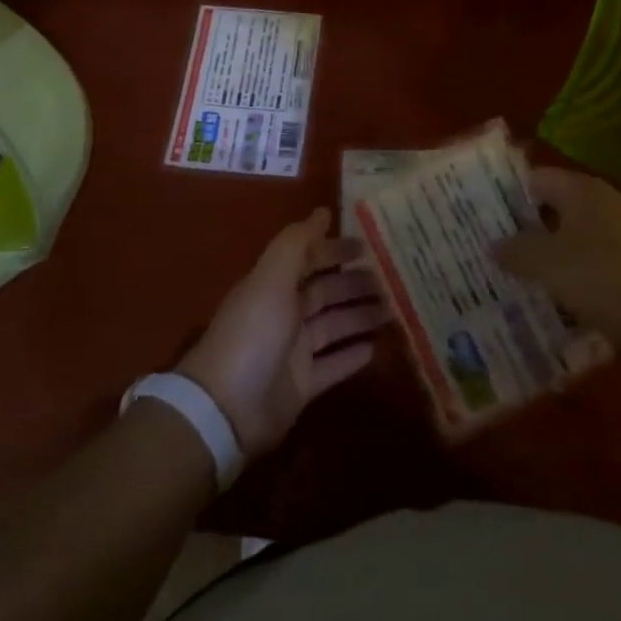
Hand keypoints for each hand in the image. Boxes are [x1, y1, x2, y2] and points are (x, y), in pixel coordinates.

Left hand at [176, 210, 389, 456]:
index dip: (334, 250)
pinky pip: (334, 365)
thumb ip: (297, 243)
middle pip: (325, 292)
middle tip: (389, 279)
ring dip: (360, 316)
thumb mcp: (272, 277)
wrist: (227, 408)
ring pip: (334, 326)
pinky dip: (353, 356)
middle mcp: (284, 314)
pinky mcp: (302, 386)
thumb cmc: (253, 332)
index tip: (367, 246)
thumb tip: (323, 212)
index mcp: (274, 285)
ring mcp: (293, 352)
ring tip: (392, 310)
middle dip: (353, 283)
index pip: (309, 259)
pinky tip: (377, 348)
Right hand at [495, 167, 620, 356]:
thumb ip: (517, 251)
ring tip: (505, 286)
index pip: (530, 180)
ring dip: (542, 265)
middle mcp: (599, 208)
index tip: (472, 218)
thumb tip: (493, 244)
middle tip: (481, 256)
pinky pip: (588, 273)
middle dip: (517, 235)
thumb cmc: (612, 279)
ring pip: (567, 246)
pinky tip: (547, 311)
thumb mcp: (552, 264)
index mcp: (580, 192)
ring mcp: (618, 241)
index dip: (500, 196)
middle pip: (548, 214)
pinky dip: (568, 287)